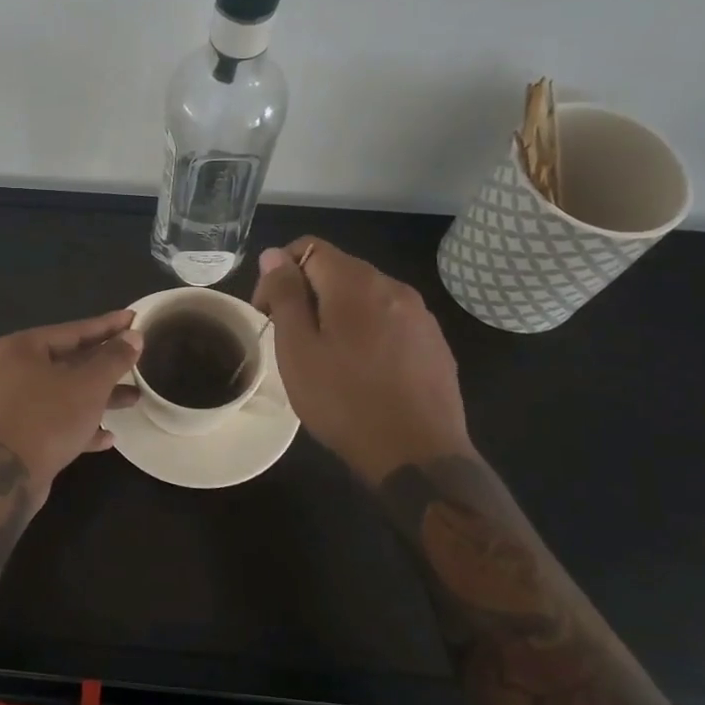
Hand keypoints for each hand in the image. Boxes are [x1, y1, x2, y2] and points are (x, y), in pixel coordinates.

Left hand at [0, 311, 143, 493]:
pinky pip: (55, 420)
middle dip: (105, 365)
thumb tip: (134, 337)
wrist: (7, 477)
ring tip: (134, 398)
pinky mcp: (18, 434)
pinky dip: (80, 423)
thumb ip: (113, 358)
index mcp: (20, 348)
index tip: (134, 319)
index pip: (72, 330)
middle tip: (137, 359)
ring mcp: (12, 404)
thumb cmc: (48, 418)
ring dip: (98, 396)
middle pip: (67, 361)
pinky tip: (108, 435)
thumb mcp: (89, 384)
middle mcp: (10, 371)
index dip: (107, 326)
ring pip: (64, 392)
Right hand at [251, 237, 471, 480]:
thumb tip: (274, 256)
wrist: (418, 456)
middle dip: (308, 294)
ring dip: (338, 313)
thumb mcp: (298, 349)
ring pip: (365, 297)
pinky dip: (368, 332)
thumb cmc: (344, 401)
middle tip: (292, 339)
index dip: (279, 272)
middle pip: (338, 270)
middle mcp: (393, 286)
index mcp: (356, 283)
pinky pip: (390, 320)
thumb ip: (286, 295)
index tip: (268, 313)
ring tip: (327, 358)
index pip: (308, 247)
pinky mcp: (435, 343)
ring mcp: (420, 315)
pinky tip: (362, 371)